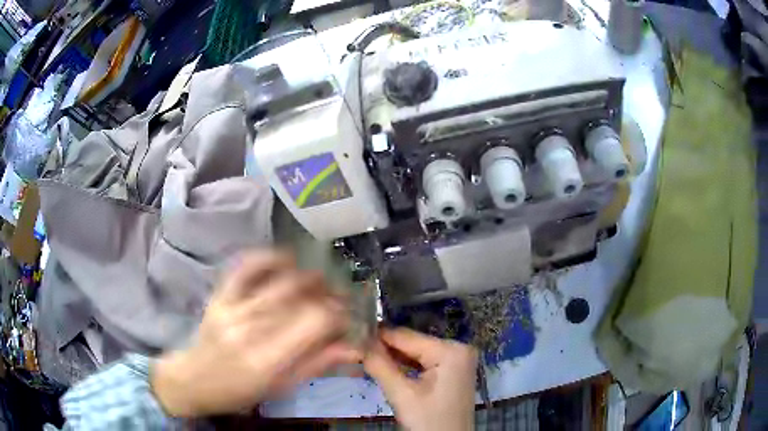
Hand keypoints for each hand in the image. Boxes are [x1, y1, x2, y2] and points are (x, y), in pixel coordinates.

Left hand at [150, 251, 361, 416]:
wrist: (195, 379)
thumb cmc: (241, 391)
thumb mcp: (282, 387)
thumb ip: (317, 364)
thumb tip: (354, 348)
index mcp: (268, 359)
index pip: (314, 321)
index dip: (338, 314)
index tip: (346, 317)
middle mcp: (250, 328)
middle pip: (300, 296)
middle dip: (328, 293)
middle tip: (339, 299)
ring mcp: (232, 307)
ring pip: (279, 280)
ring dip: (307, 276)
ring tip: (320, 282)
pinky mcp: (220, 295)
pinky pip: (245, 266)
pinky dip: (268, 257)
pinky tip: (286, 259)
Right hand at [364, 328, 477, 430]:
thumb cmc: (429, 421)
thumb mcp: (402, 395)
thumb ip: (380, 366)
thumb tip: (359, 341)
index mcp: (450, 350)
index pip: (406, 336)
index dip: (377, 336)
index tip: (352, 336)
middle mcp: (458, 348)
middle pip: (412, 344)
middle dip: (385, 349)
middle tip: (356, 349)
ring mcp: (458, 360)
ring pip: (417, 353)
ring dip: (393, 358)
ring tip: (365, 356)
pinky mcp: (453, 371)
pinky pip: (425, 363)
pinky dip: (406, 367)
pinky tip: (386, 367)